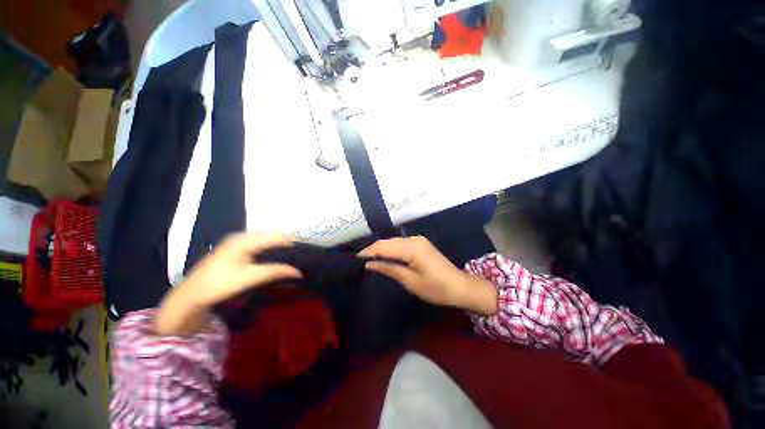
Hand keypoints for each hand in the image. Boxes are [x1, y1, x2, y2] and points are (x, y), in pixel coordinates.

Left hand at [156, 232, 301, 335]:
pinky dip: (268, 248)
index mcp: (245, 240)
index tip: (305, 250)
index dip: (291, 242)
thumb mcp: (251, 277)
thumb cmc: (220, 284)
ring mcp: (236, 242)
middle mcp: (241, 237)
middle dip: (285, 243)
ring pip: (263, 239)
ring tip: (289, 255)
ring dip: (277, 245)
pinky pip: (256, 244)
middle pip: (270, 235)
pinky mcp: (233, 250)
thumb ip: (276, 271)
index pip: (275, 236)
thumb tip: (298, 272)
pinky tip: (272, 256)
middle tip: (298, 254)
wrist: (191, 296)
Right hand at [359, 236, 497, 314]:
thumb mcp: (410, 281)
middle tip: (359, 260)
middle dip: (373, 250)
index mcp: (412, 247)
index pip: (384, 246)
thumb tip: (369, 263)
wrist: (460, 287)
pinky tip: (384, 257)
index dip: (369, 251)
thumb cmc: (436, 288)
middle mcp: (414, 239)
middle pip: (388, 242)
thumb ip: (389, 269)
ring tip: (368, 259)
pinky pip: (400, 244)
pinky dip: (391, 250)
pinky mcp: (420, 244)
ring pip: (393, 242)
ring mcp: (418, 240)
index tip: (355, 259)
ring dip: (381, 249)